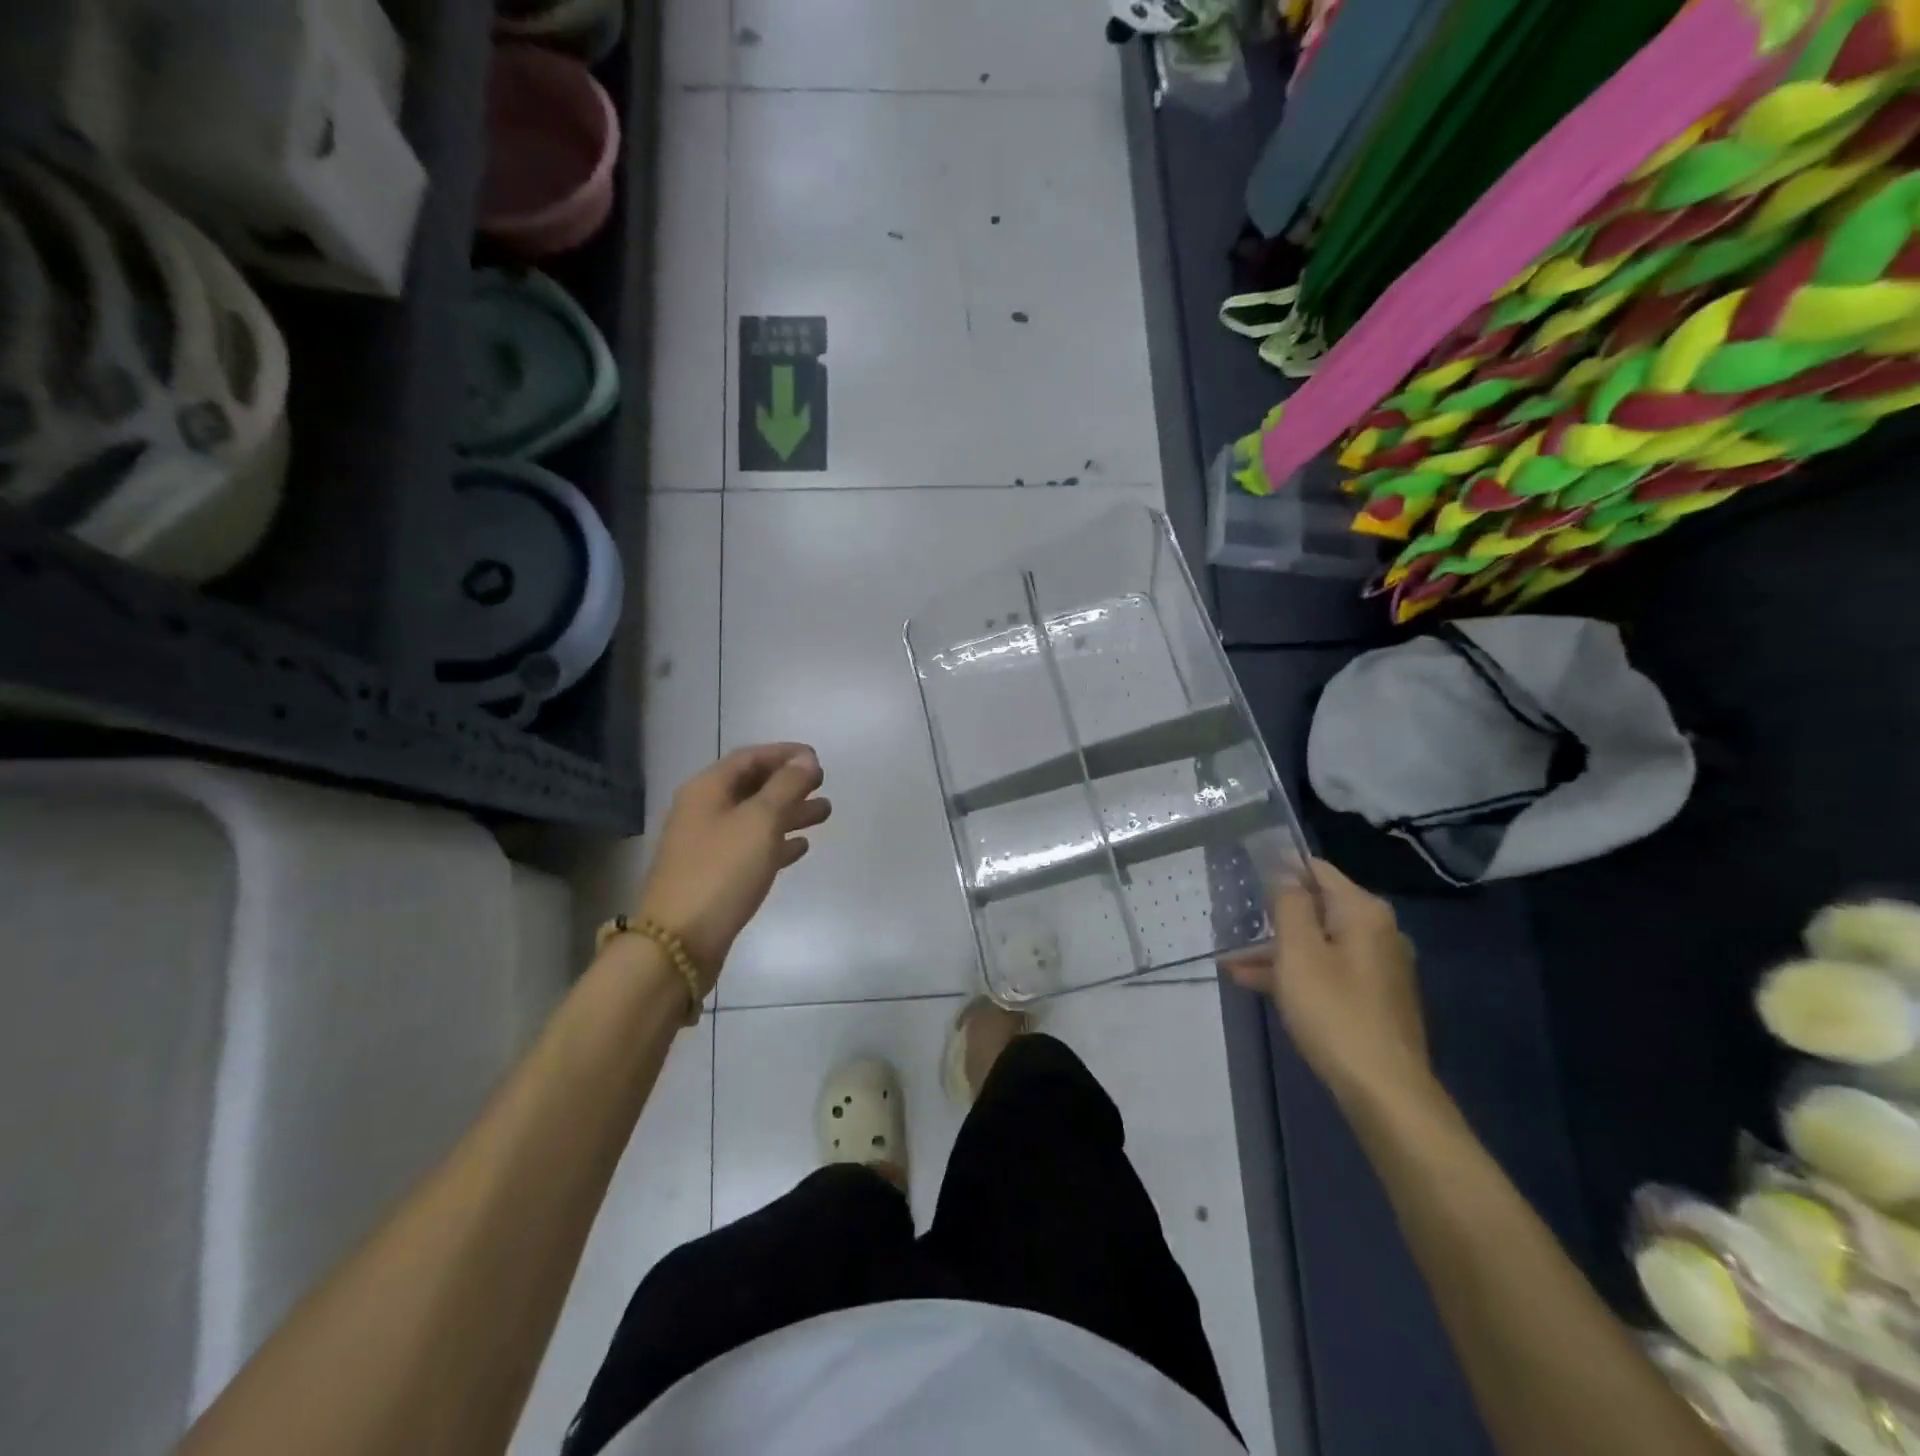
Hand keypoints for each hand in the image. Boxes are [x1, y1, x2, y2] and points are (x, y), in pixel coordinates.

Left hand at [633, 744, 830, 988]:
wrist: (678, 942)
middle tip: (823, 784)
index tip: (817, 758)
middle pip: (752, 787)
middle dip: (789, 783)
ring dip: (789, 812)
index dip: (784, 754)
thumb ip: (786, 786)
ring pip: (755, 818)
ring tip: (824, 813)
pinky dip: (776, 842)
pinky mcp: (714, 876)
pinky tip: (801, 847)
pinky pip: (751, 848)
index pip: (749, 758)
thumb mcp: (760, 821)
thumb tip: (806, 759)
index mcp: (707, 790)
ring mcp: (706, 845)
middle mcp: (703, 811)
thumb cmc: (721, 871)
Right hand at [1224, 858, 1429, 1106]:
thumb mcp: (1299, 951)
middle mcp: (1377, 932)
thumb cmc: (1334, 1010)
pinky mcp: (1371, 998)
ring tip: (1231, 958)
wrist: (1383, 1090)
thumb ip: (1289, 904)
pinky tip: (1253, 983)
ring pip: (1317, 943)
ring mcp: (1376, 968)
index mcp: (1364, 913)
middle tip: (1232, 919)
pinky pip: (1326, 971)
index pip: (1317, 871)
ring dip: (1276, 948)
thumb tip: (1285, 871)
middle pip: (1317, 908)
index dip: (1280, 868)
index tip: (1244, 872)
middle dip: (1273, 915)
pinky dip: (1294, 973)